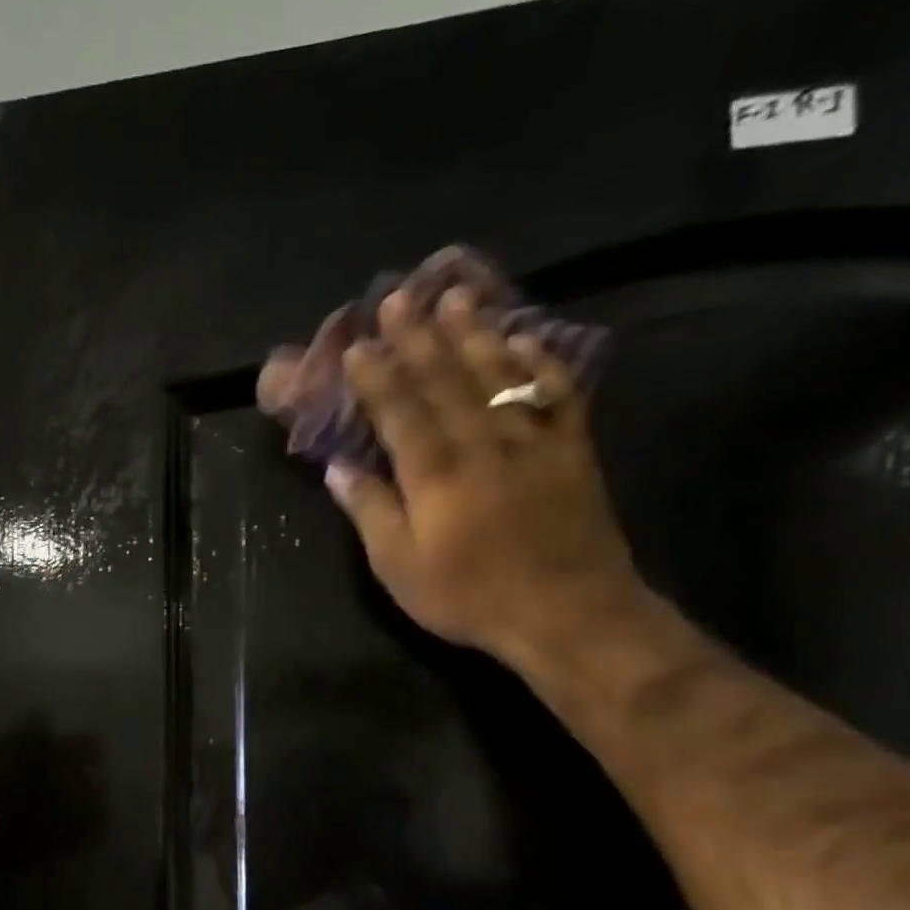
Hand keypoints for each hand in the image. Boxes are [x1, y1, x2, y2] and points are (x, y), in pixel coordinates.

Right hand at [308, 283, 642, 666]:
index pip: (399, 411)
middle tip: (400, 298)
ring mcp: (531, 441)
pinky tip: (524, 338)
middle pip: (445, 379)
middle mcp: (481, 443)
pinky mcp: (571, 450)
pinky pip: (556, 393)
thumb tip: (338, 470)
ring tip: (456, 298)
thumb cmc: (469, 596)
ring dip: (474, 334)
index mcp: (434, 474)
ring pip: (498, 375)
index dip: (377, 376)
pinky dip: (540, 362)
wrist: (567, 612)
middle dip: (418, 338)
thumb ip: (371, 513)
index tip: (357, 345)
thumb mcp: (399, 568)